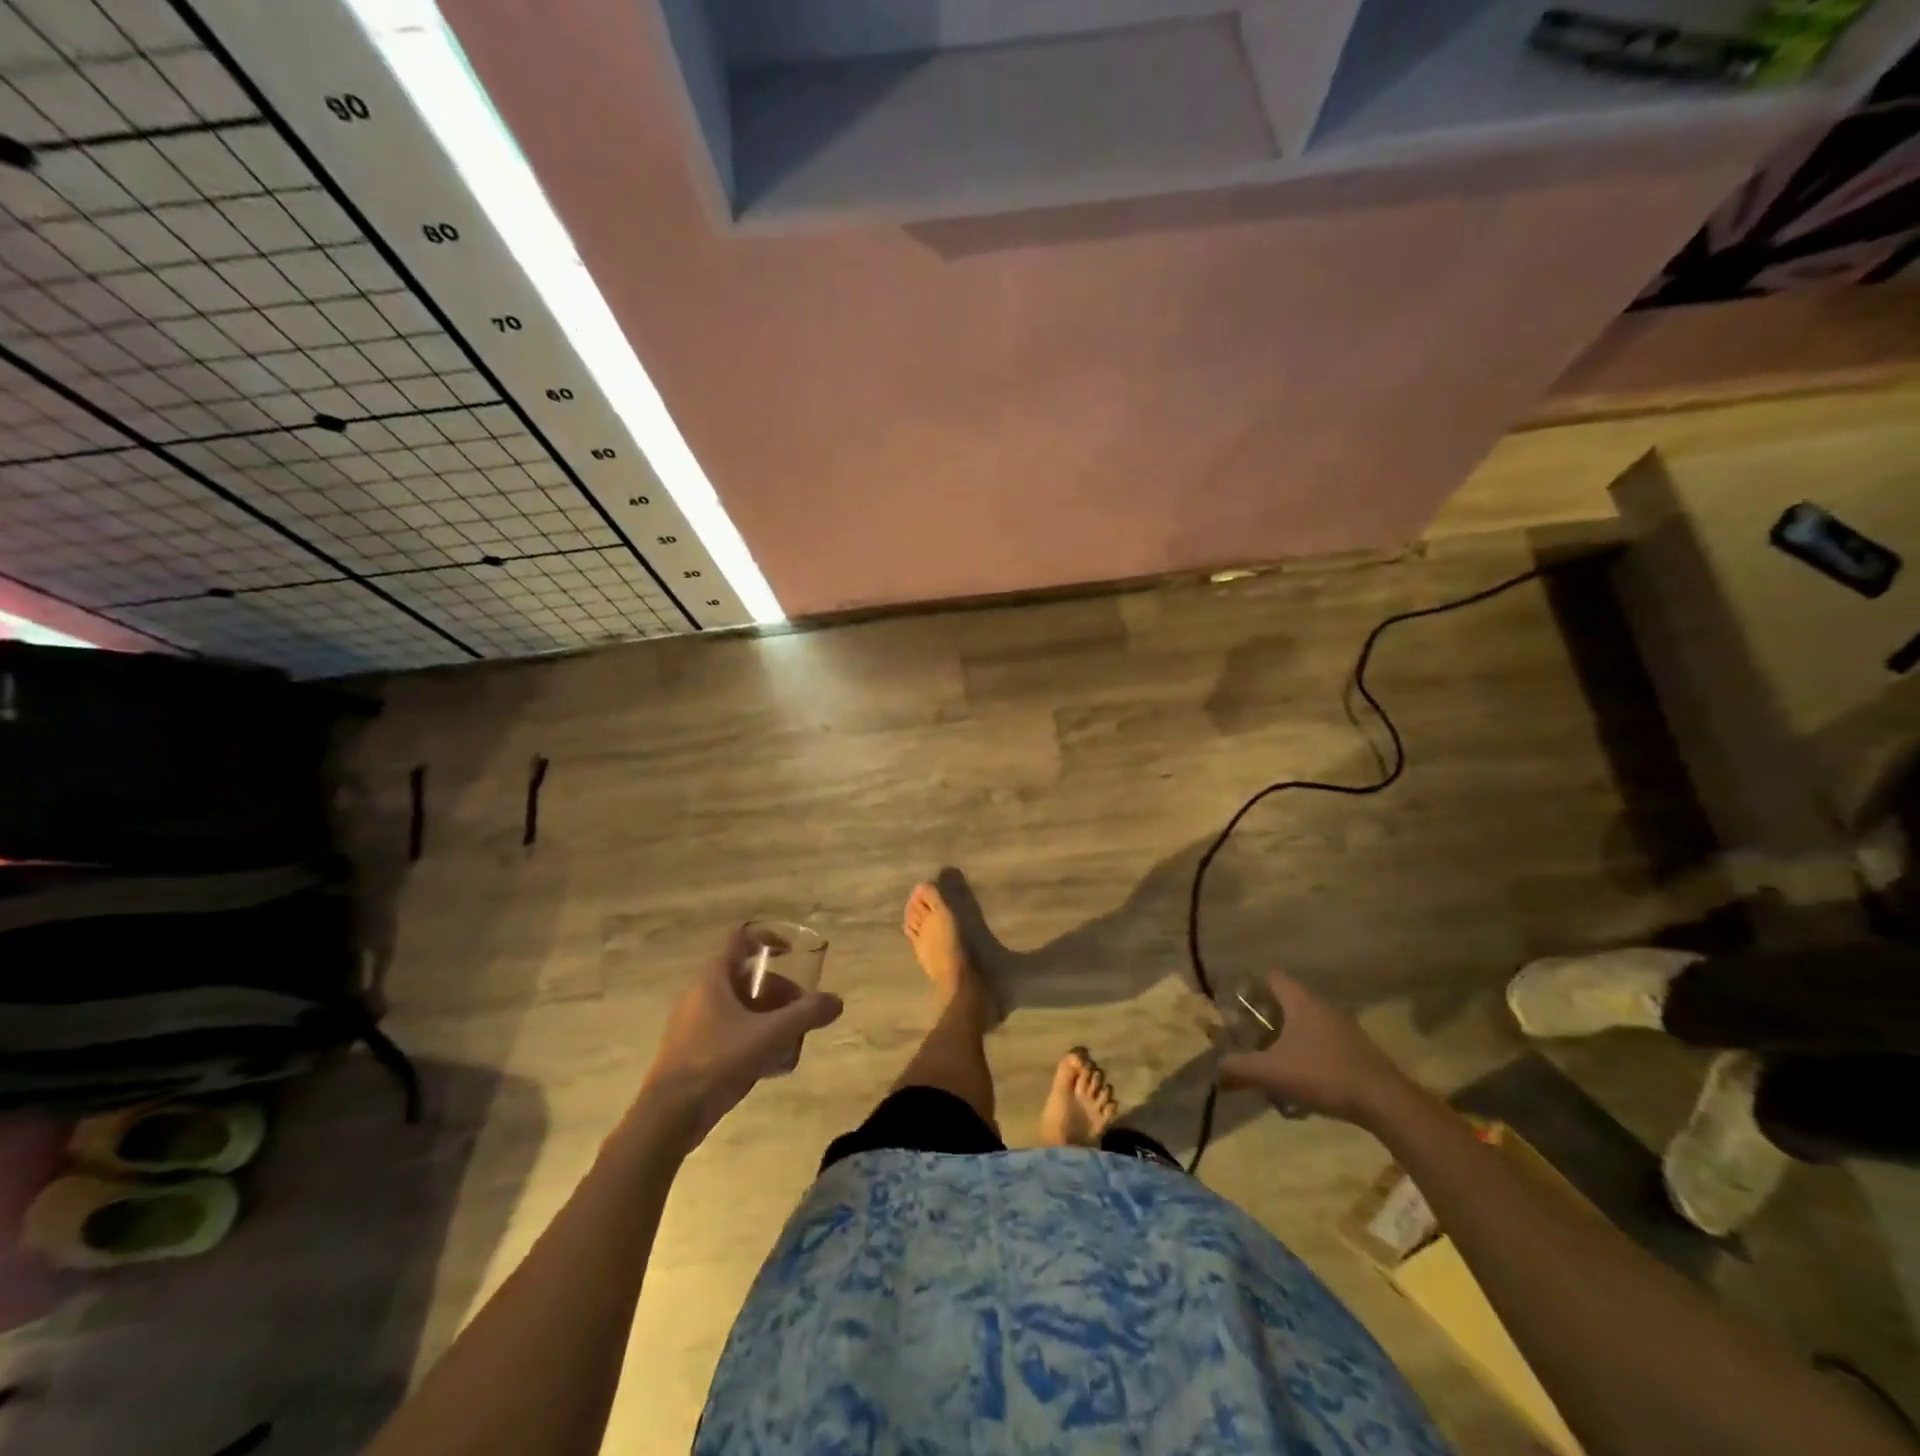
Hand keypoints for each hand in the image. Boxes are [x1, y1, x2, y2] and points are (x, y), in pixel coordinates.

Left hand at [638, 932, 843, 1150]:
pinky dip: (751, 1035)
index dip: (768, 939)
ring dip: (767, 1015)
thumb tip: (836, 1001)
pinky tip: (769, 1062)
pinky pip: (728, 1030)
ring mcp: (692, 1024)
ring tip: (790, 1038)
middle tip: (800, 1010)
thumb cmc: (718, 1061)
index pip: (740, 939)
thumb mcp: (770, 1035)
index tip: (791, 952)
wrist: (669, 1116)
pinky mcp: (691, 1051)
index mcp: (713, 978)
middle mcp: (699, 994)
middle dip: (777, 990)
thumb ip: (806, 1015)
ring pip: (738, 1006)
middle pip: (745, 977)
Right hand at [1217, 972, 1412, 1125]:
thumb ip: (1240, 1068)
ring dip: (1288, 1038)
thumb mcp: (1273, 1073)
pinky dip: (1309, 1053)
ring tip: (1273, 1060)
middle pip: (1288, 1001)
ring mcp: (1344, 1027)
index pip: (1272, 977)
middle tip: (1250, 1037)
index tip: (1237, 1003)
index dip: (1252, 986)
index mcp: (1301, 1002)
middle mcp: (1323, 1006)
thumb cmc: (1323, 1074)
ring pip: (1307, 1023)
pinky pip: (1324, 1041)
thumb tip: (1216, 1070)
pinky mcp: (1358, 1049)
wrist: (1384, 1102)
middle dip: (1267, 1018)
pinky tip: (1303, 1079)